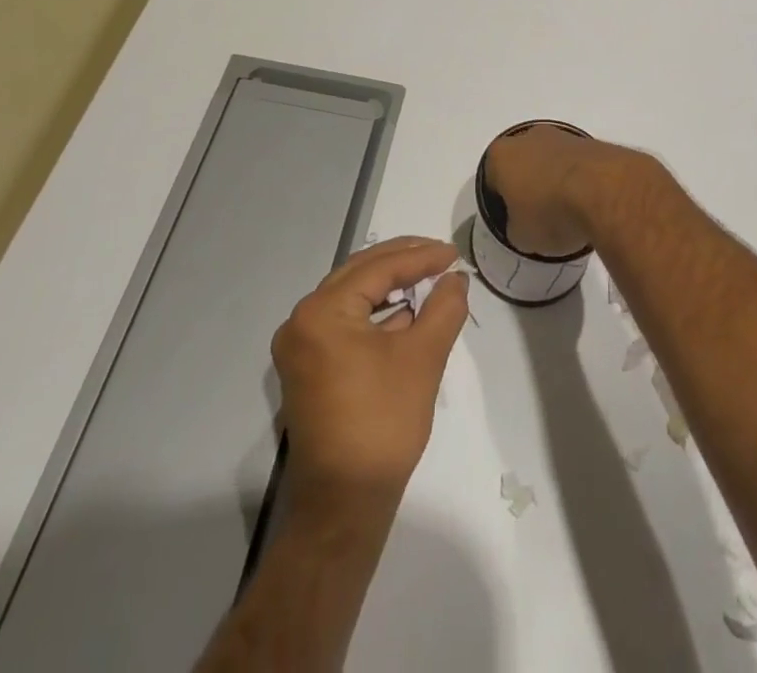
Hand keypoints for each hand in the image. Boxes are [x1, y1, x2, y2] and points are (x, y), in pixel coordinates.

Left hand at [271, 237, 469, 506]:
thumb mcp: (424, 356)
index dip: (421, 257)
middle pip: (359, 274)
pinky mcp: (307, 368)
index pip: (378, 268)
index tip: (454, 254)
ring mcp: (300, 346)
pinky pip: (343, 321)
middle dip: (403, 261)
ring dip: (389, 284)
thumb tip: (456, 278)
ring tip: (427, 277)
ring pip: (351, 296)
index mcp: (322, 312)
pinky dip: (374, 312)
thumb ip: (444, 307)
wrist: (346, 503)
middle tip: (441, 255)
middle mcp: (302, 321)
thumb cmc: (383, 423)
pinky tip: (405, 312)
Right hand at [480, 125, 658, 256]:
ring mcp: (562, 136)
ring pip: (552, 160)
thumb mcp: (522, 237)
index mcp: (501, 155)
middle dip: (530, 185)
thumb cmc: (550, 212)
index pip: (492, 179)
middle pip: (523, 163)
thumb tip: (524, 226)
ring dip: (557, 181)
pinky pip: (578, 164)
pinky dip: (581, 179)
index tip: (514, 220)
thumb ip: (516, 228)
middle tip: (540, 215)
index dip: (501, 202)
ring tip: (569, 212)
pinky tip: (589, 203)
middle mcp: (529, 137)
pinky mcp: (592, 142)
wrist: (604, 191)